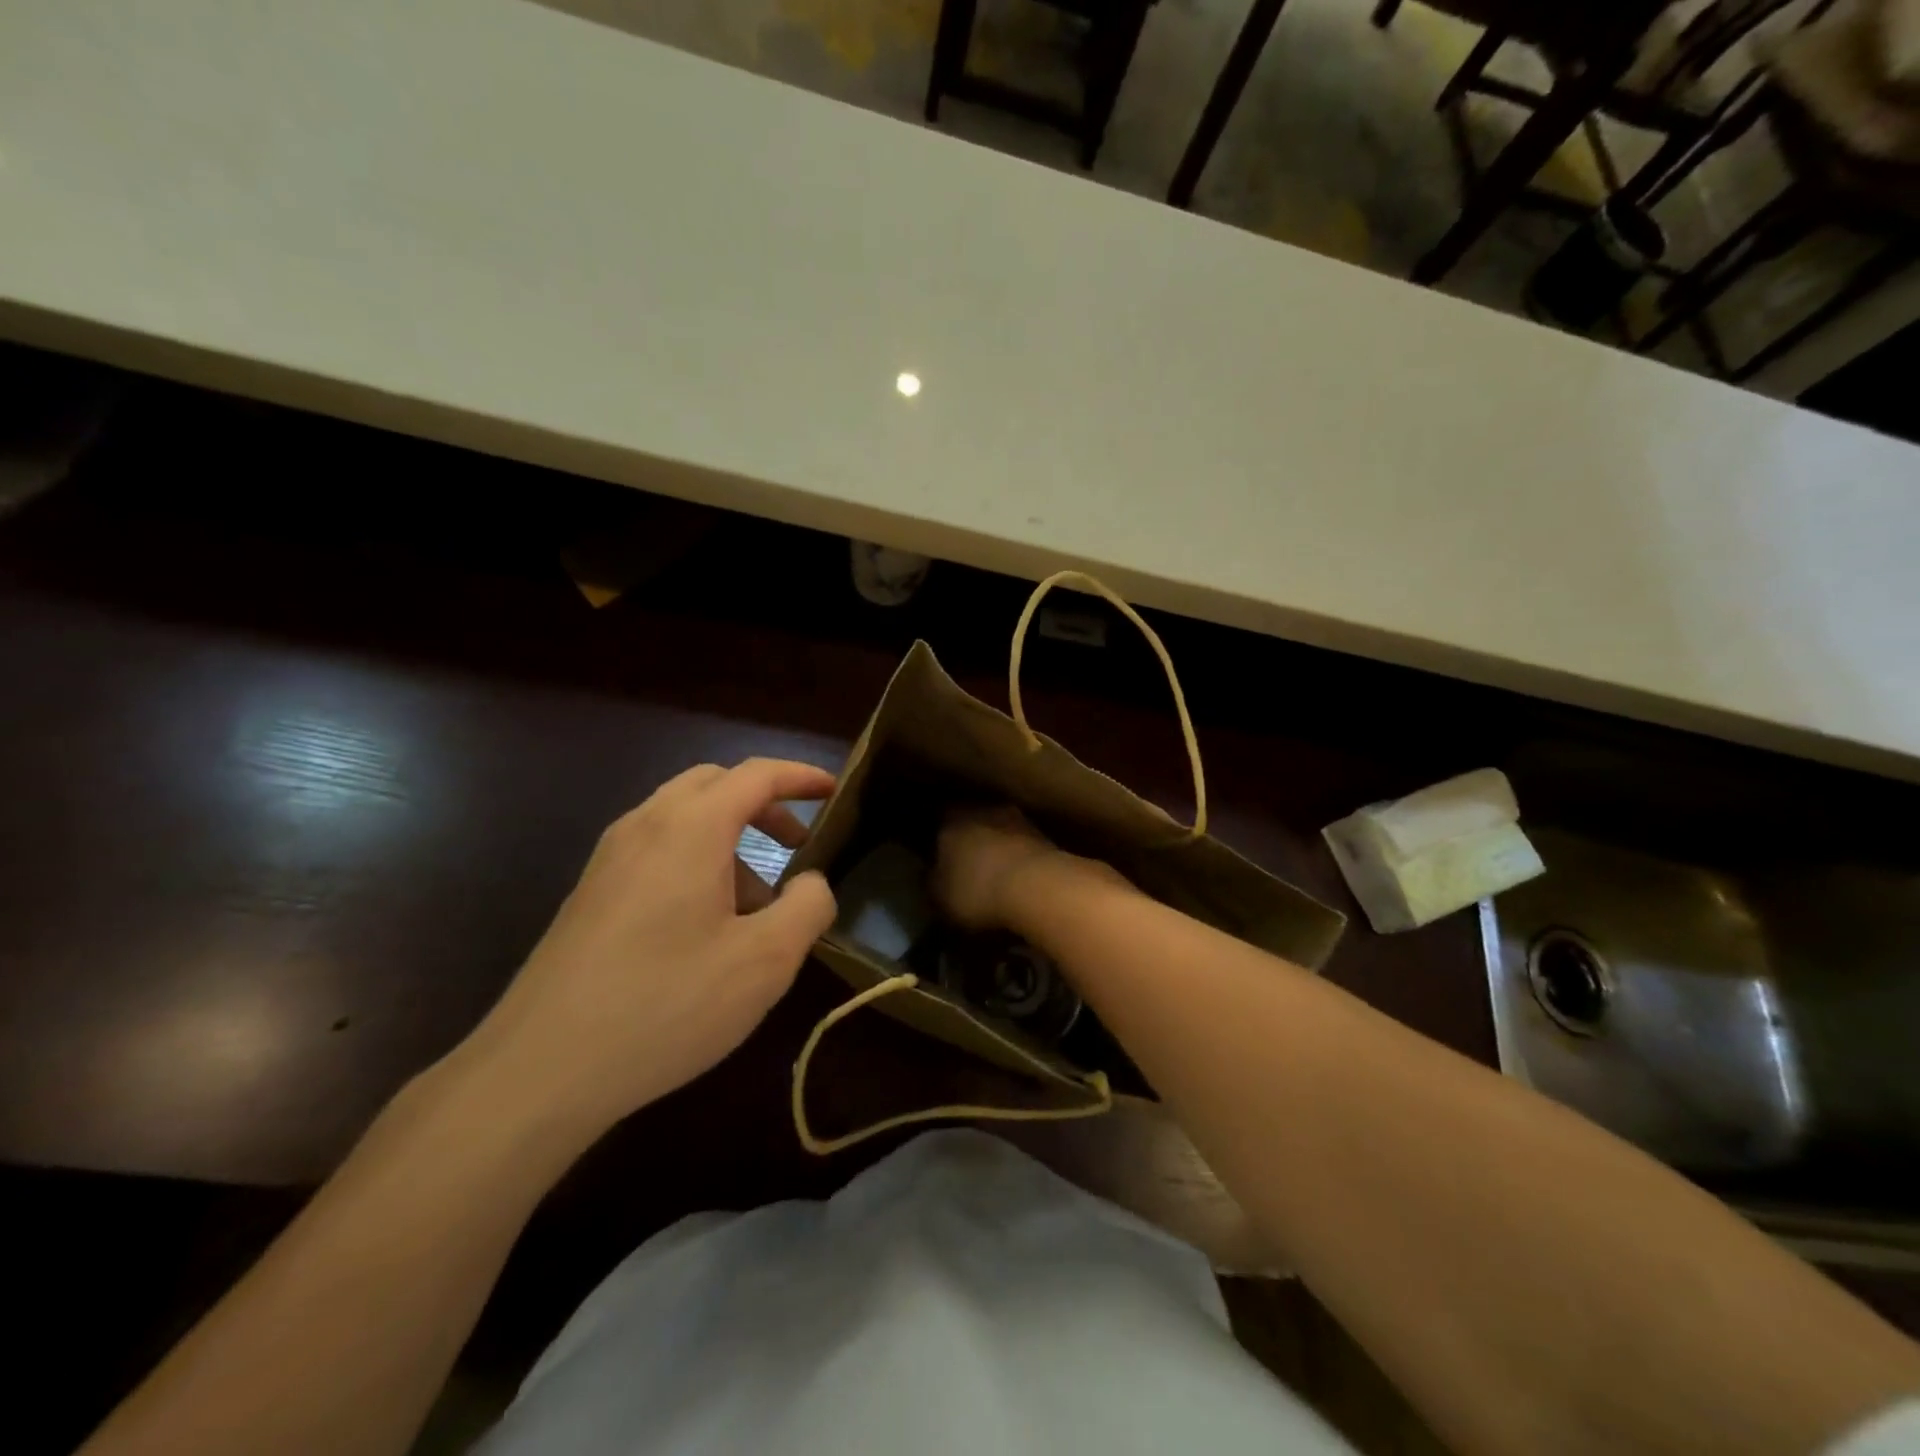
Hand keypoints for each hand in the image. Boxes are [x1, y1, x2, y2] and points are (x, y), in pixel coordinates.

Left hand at [461, 759, 837, 1136]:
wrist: (540, 1069)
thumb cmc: (666, 1003)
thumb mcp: (765, 960)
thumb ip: (807, 907)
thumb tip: (812, 882)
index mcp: (691, 828)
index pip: (756, 774)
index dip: (801, 776)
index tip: (835, 791)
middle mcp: (645, 826)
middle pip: (714, 784)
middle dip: (764, 803)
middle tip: (798, 843)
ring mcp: (610, 859)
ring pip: (682, 818)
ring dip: (730, 836)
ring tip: (759, 900)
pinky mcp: (591, 894)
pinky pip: (656, 850)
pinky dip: (697, 859)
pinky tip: (708, 925)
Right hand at [932, 805, 1072, 929]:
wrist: (1039, 888)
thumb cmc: (976, 889)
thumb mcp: (939, 897)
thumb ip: (931, 882)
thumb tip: (930, 876)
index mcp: (952, 817)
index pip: (937, 817)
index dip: (934, 835)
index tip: (932, 850)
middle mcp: (985, 809)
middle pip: (971, 820)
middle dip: (967, 839)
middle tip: (962, 861)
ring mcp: (1019, 820)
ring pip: (999, 830)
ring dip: (996, 847)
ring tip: (992, 871)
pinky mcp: (1046, 837)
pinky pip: (1021, 846)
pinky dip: (1017, 859)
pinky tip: (1016, 879)